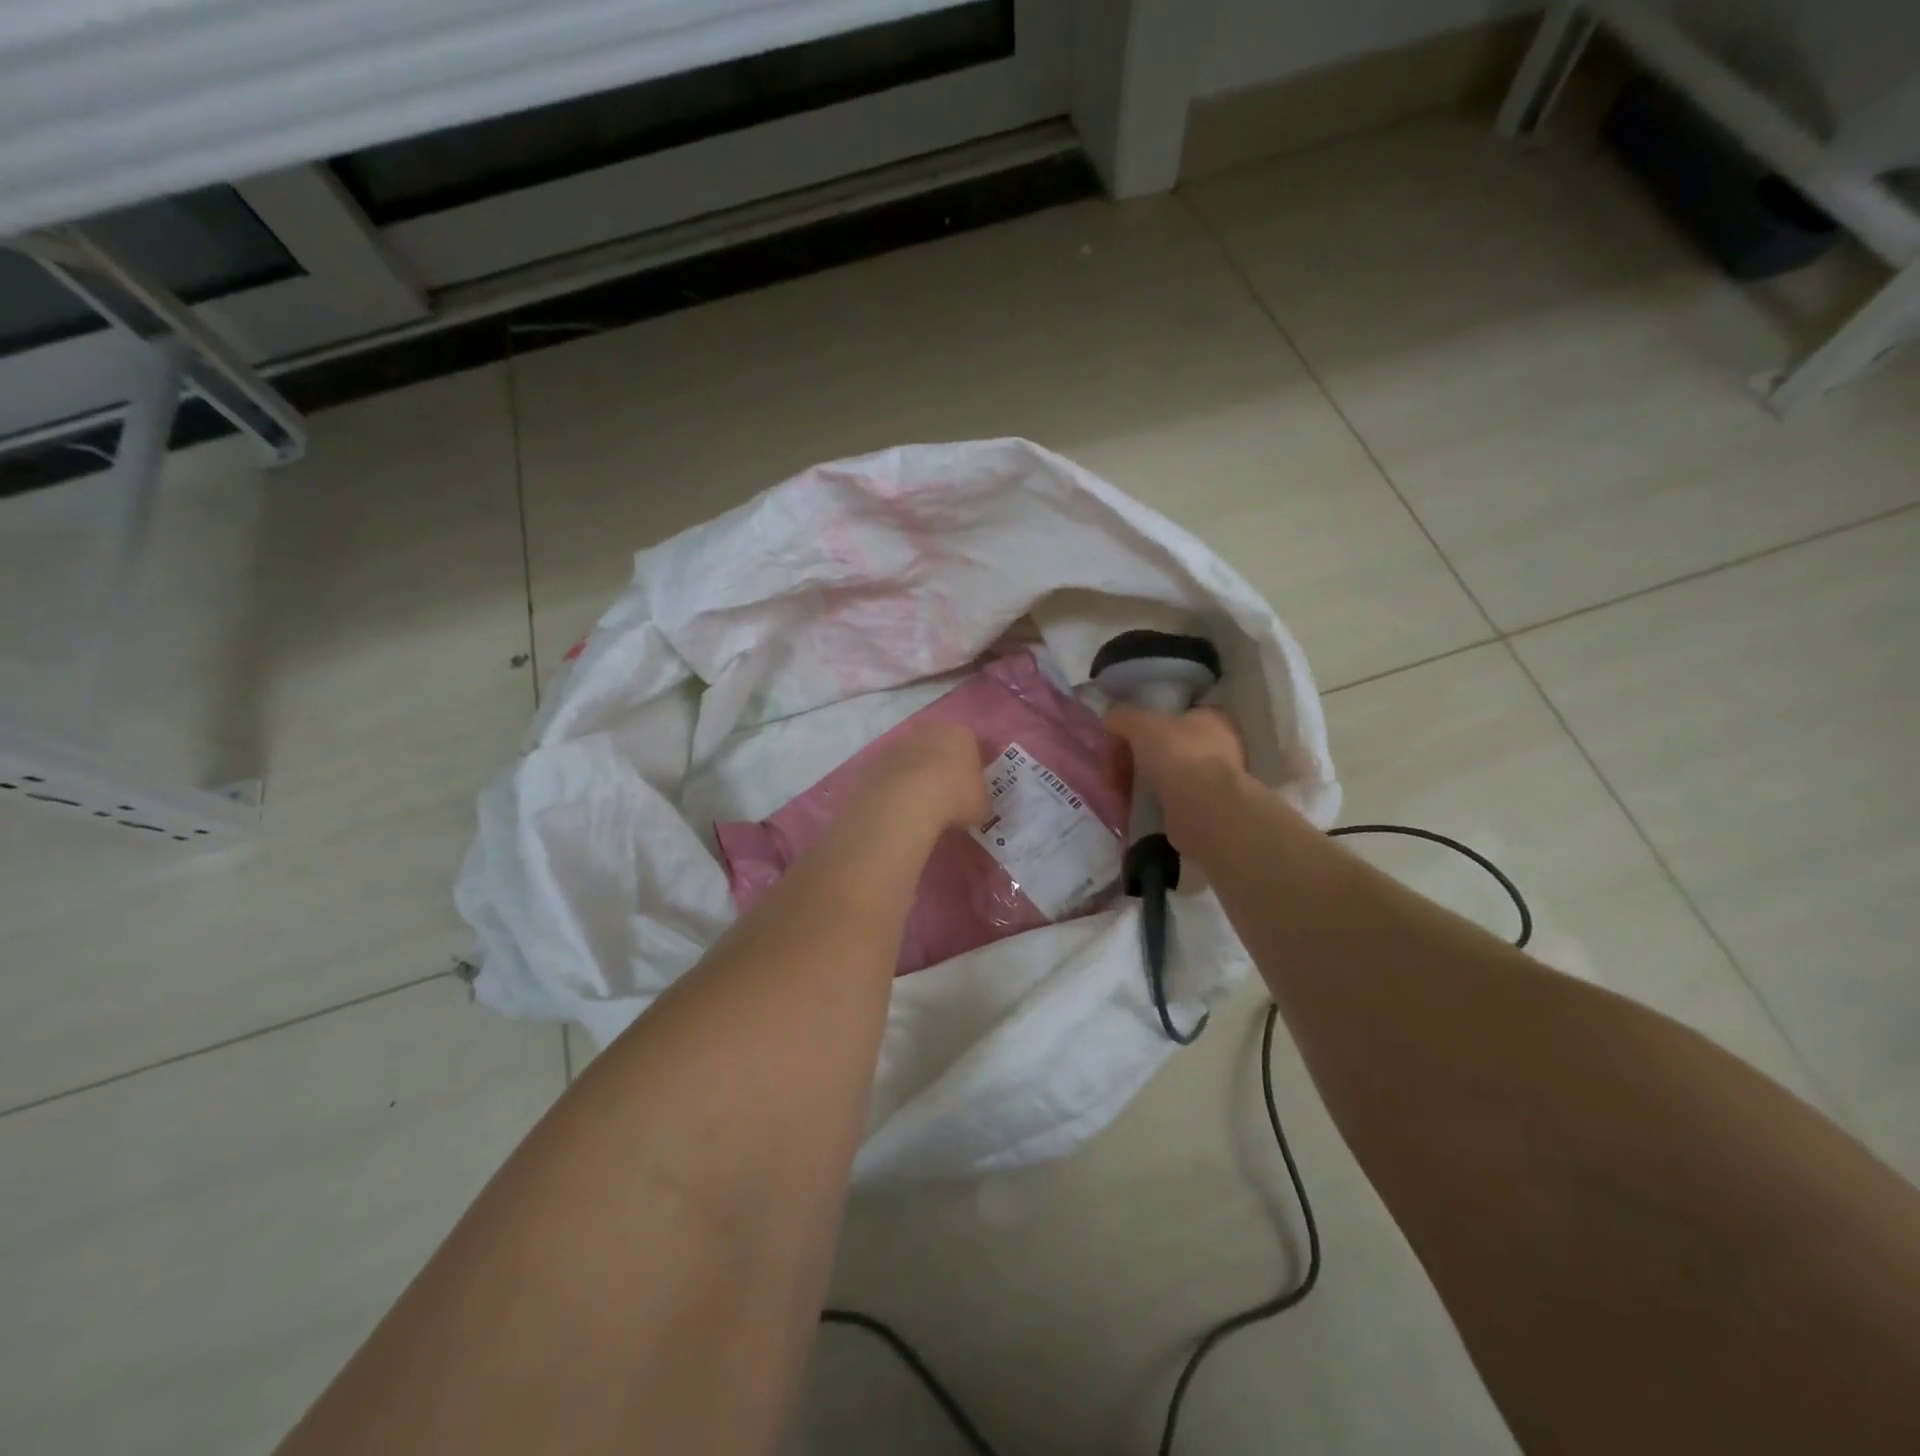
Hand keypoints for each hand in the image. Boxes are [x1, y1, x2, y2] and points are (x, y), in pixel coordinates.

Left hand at [855, 721, 988, 832]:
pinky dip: (895, 787)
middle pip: (938, 747)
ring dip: (915, 776)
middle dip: (940, 767)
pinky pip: (891, 774)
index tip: (969, 789)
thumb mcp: (980, 805)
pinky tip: (898, 807)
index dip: (970, 768)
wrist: (906, 801)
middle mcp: (929, 730)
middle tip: (944, 796)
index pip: (970, 746)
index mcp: (960, 734)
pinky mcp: (876, 760)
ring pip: (911, 758)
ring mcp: (898, 743)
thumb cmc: (955, 797)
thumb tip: (974, 807)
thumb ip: (979, 800)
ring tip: (919, 805)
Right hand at [1106, 706, 1246, 850]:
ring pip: (1161, 775)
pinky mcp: (1199, 810)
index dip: (1142, 724)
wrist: (1202, 809)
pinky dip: (1144, 802)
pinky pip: (1163, 800)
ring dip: (1134, 781)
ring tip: (1114, 791)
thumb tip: (1110, 719)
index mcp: (1210, 719)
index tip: (1118, 736)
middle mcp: (1216, 747)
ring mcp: (1209, 781)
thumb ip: (1123, 717)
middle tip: (1110, 768)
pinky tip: (1127, 806)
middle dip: (1132, 757)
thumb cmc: (1178, 753)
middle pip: (1162, 747)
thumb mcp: (1141, 723)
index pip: (1172, 715)